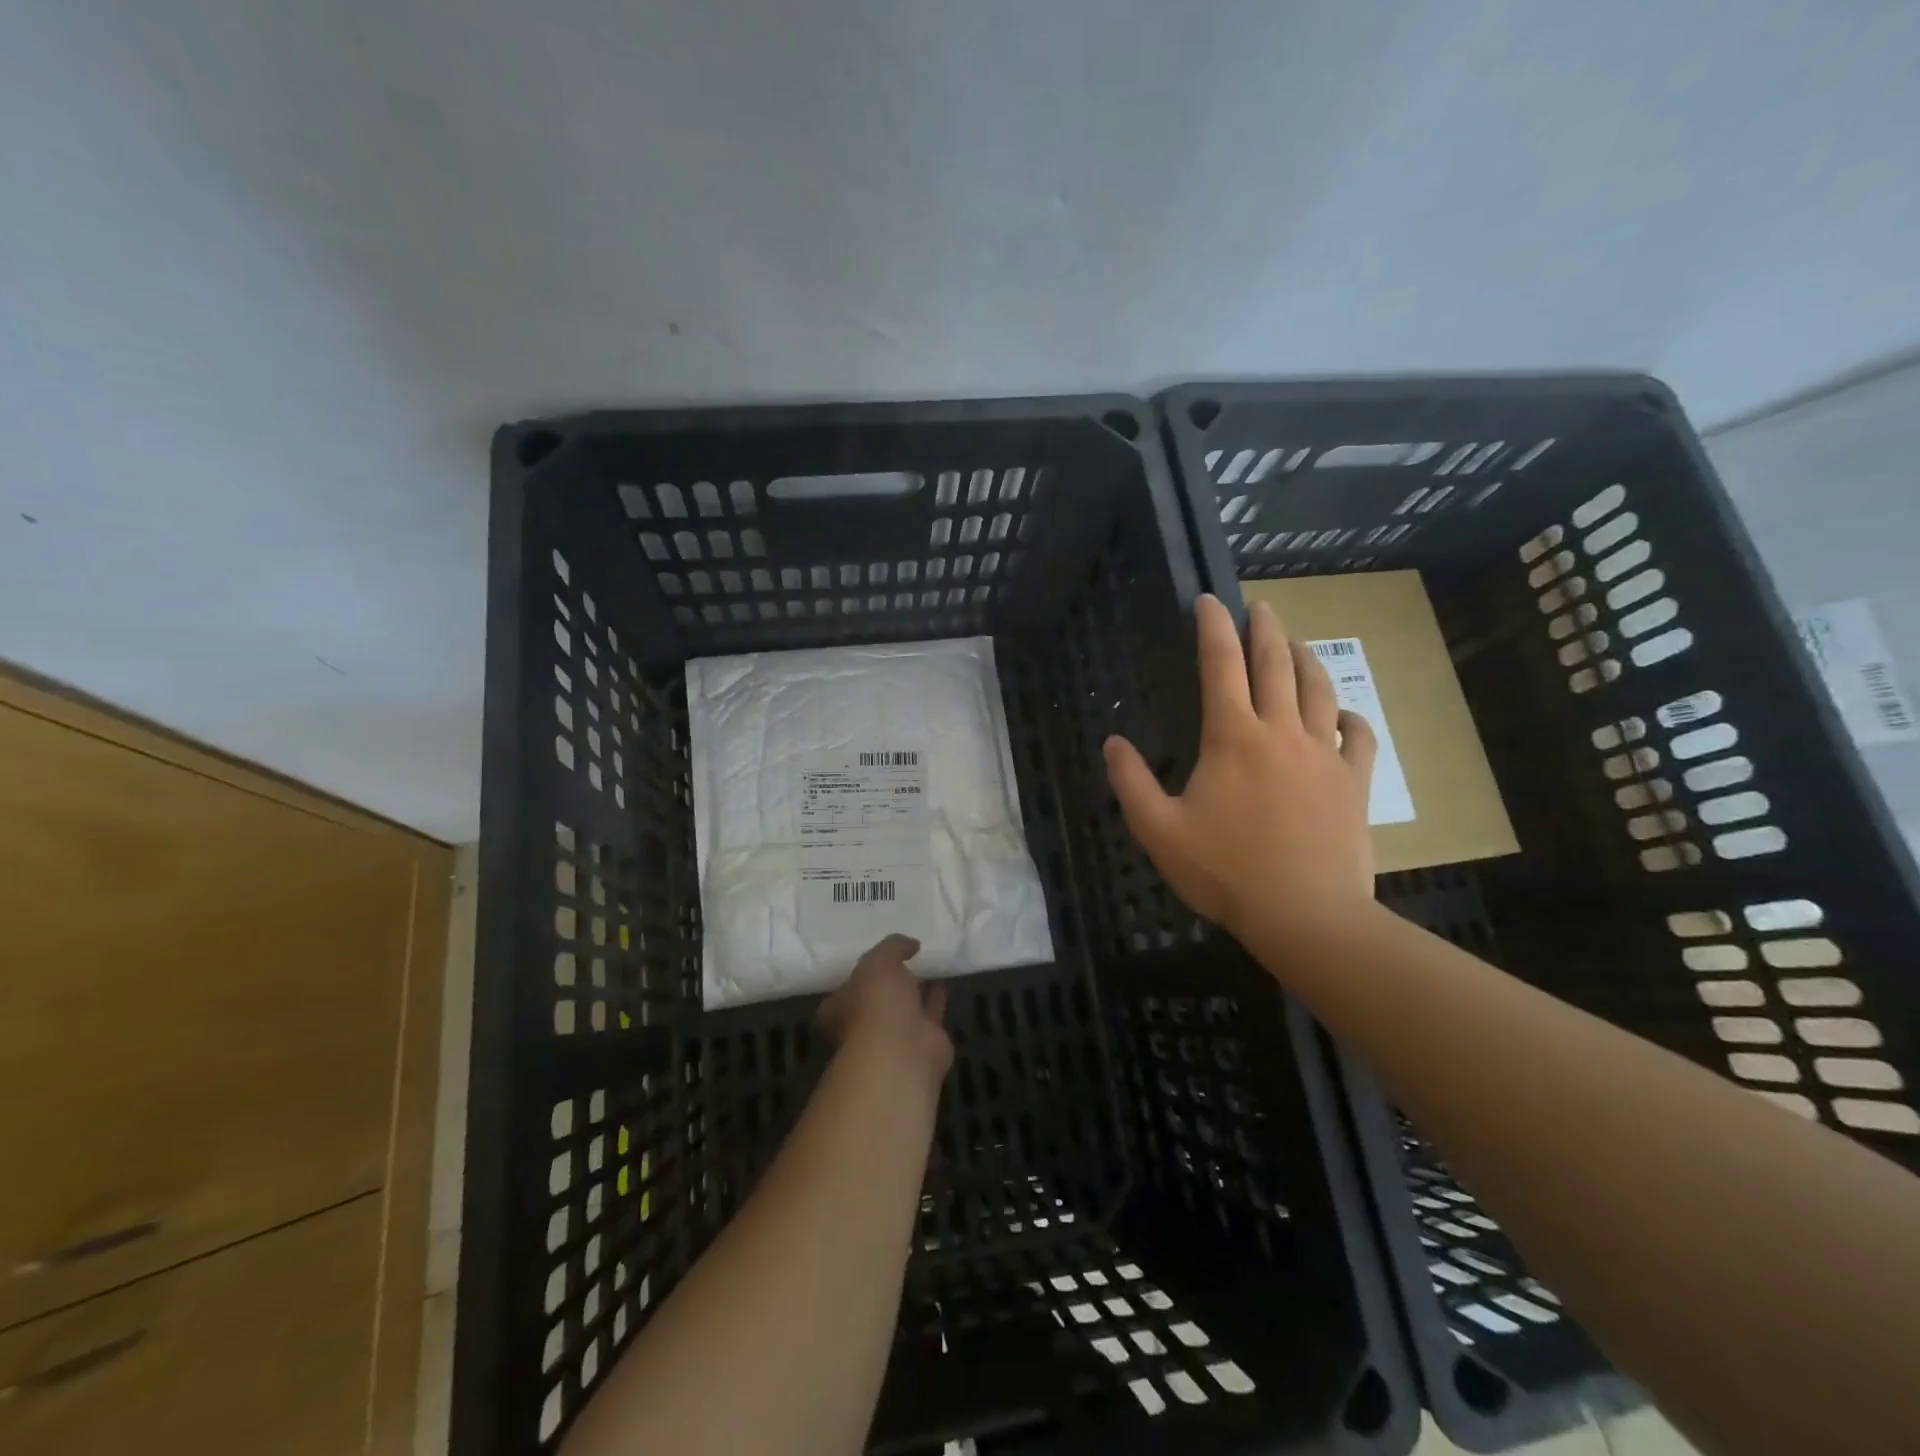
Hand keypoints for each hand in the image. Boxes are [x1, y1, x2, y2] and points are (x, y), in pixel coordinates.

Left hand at [817, 934, 953, 1090]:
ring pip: (907, 1005)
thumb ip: (892, 947)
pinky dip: (937, 997)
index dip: (861, 972)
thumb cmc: (875, 1005)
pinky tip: (944, 978)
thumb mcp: (878, 962)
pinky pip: (931, 1012)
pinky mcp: (924, 1042)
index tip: (878, 956)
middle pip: (879, 998)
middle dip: (892, 980)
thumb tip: (910, 944)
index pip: (846, 987)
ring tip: (930, 962)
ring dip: (917, 987)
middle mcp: (865, 1025)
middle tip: (907, 956)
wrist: (903, 1052)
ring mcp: (895, 1036)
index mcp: (840, 1008)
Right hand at [1103, 594, 1377, 945]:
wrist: (1306, 915)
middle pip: (1275, 664)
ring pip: (1318, 689)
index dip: (1213, 627)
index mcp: (1232, 737)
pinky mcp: (1355, 781)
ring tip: (1295, 642)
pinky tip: (1340, 713)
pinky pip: (1359, 734)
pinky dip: (1349, 715)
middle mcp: (1281, 732)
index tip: (1209, 599)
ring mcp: (1325, 754)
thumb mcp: (1159, 831)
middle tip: (1259, 606)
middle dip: (1264, 628)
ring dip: (1305, 659)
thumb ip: (1131, 782)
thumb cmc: (1226, 872)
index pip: (1221, 665)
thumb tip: (1113, 742)